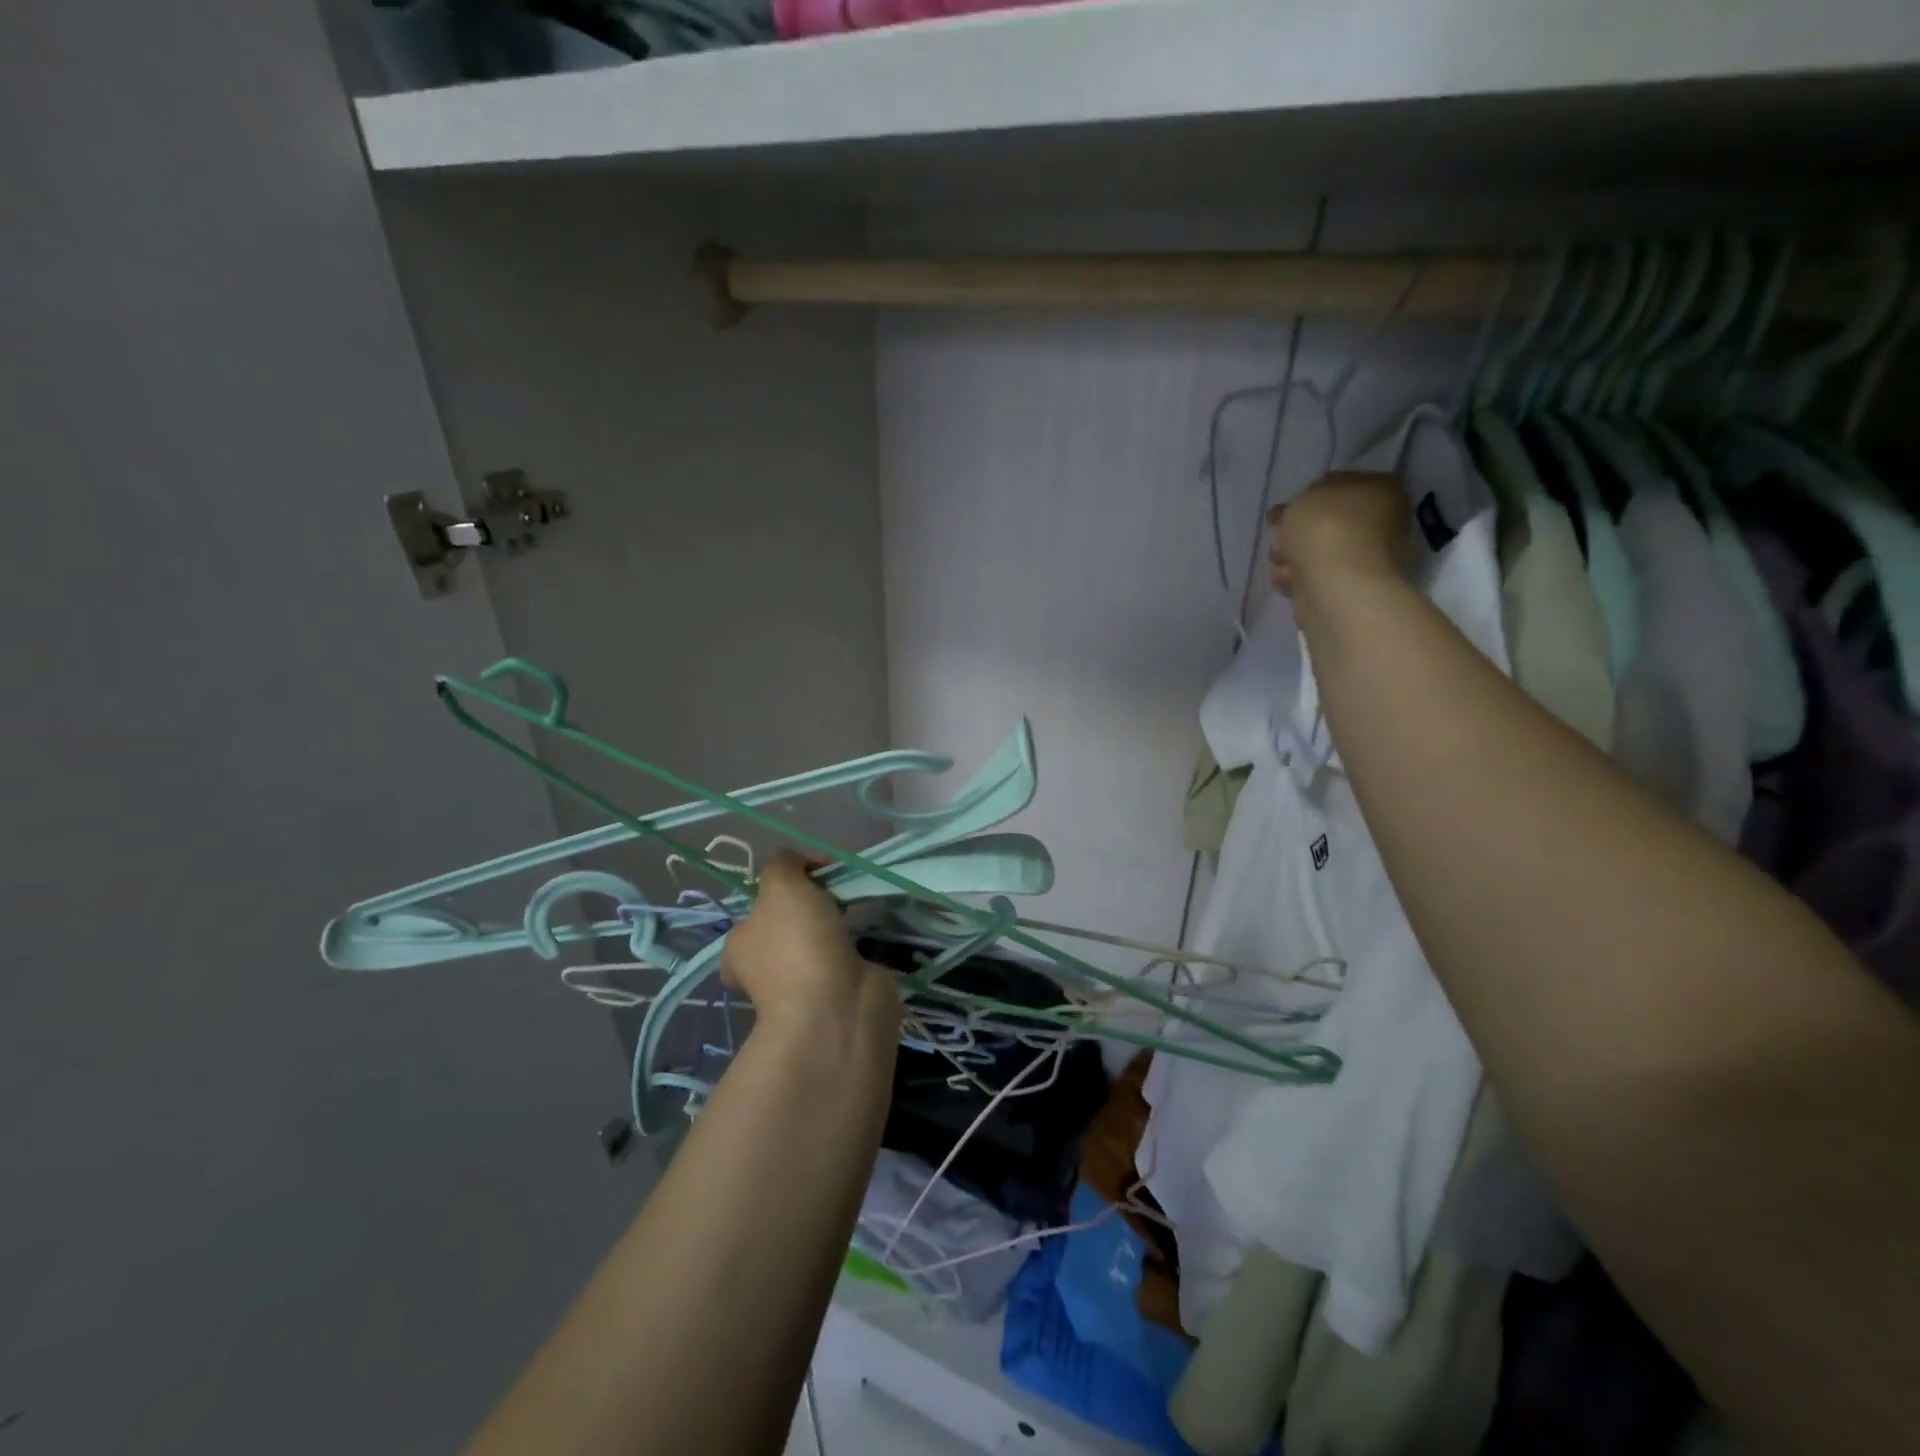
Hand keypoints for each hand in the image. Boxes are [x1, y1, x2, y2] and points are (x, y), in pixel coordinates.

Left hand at [722, 851, 901, 1047]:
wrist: (836, 1005)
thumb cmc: (798, 942)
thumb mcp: (781, 884)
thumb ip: (784, 863)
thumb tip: (800, 863)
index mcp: (739, 946)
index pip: (753, 914)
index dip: (778, 892)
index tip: (808, 879)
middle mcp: (765, 968)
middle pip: (788, 926)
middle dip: (811, 909)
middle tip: (836, 894)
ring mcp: (803, 985)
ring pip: (818, 943)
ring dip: (837, 928)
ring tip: (859, 908)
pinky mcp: (838, 993)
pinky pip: (846, 959)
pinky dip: (858, 946)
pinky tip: (872, 932)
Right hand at [1266, 471, 1412, 596]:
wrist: (1336, 585)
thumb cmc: (1326, 529)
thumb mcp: (1305, 497)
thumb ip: (1300, 500)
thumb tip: (1295, 511)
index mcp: (1381, 490)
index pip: (1341, 483)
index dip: (1310, 492)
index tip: (1288, 506)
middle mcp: (1379, 522)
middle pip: (1325, 521)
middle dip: (1297, 528)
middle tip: (1280, 532)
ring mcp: (1363, 558)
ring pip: (1315, 550)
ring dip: (1291, 554)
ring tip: (1282, 560)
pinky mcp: (1345, 588)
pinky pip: (1312, 576)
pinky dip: (1296, 577)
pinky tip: (1288, 577)